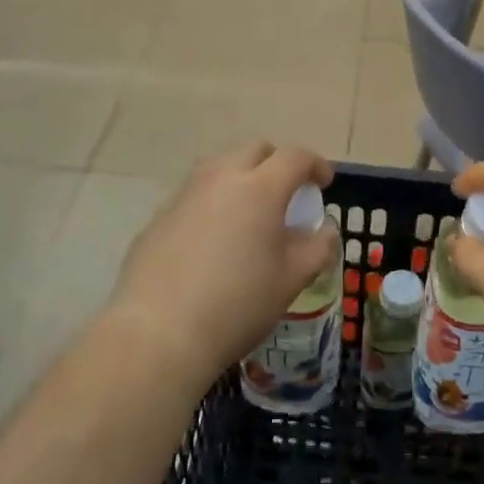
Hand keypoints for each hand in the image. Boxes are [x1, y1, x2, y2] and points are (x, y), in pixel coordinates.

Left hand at [108, 143, 339, 389]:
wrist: (159, 332)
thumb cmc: (238, 303)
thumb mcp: (292, 279)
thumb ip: (317, 247)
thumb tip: (325, 230)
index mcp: (260, 188)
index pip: (295, 157)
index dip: (315, 165)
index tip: (323, 184)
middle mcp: (220, 178)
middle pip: (255, 151)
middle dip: (277, 164)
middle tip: (286, 197)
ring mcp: (185, 195)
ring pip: (220, 167)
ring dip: (242, 179)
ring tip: (248, 215)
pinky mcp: (159, 217)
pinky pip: (195, 196)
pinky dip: (213, 204)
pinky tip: (212, 243)